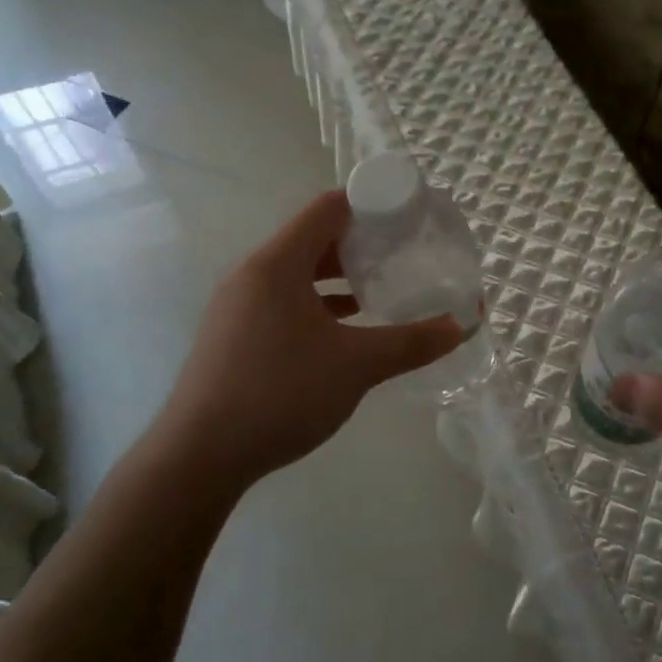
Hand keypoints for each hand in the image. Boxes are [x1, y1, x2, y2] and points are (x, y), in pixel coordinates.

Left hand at [153, 190, 463, 492]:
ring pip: (297, 272)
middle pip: (314, 237)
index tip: (408, 214)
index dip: (371, 203)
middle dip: (360, 241)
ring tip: (381, 286)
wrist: (199, 457)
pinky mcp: (234, 333)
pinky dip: (317, 301)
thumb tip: (461, 326)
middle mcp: (253, 273)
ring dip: (338, 275)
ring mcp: (238, 304)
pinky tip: (345, 326)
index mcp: (278, 263)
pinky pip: (283, 299)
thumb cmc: (281, 393)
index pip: (329, 208)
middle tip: (403, 252)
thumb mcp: (356, 365)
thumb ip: (412, 342)